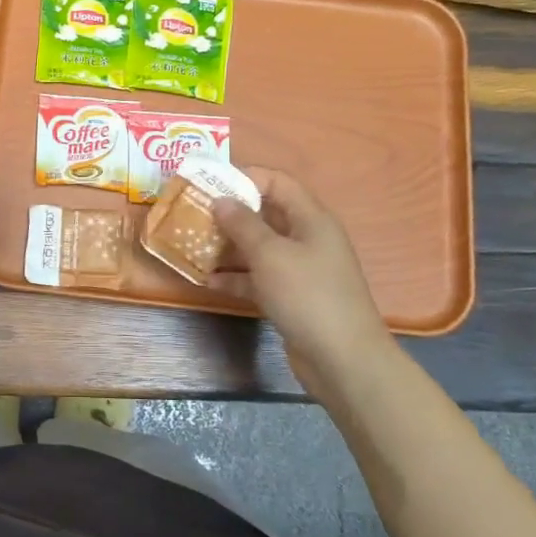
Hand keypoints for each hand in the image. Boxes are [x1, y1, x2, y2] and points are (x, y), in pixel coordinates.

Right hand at [210, 168, 392, 397]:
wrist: (342, 359)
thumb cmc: (307, 295)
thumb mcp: (270, 254)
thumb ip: (243, 224)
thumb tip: (221, 199)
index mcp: (311, 218)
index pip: (277, 182)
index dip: (245, 177)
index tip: (209, 182)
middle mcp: (307, 238)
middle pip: (266, 214)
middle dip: (230, 213)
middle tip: (193, 213)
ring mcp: (300, 270)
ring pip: (259, 248)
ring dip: (228, 246)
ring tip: (192, 245)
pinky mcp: (292, 297)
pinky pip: (259, 278)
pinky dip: (236, 277)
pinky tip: (207, 281)